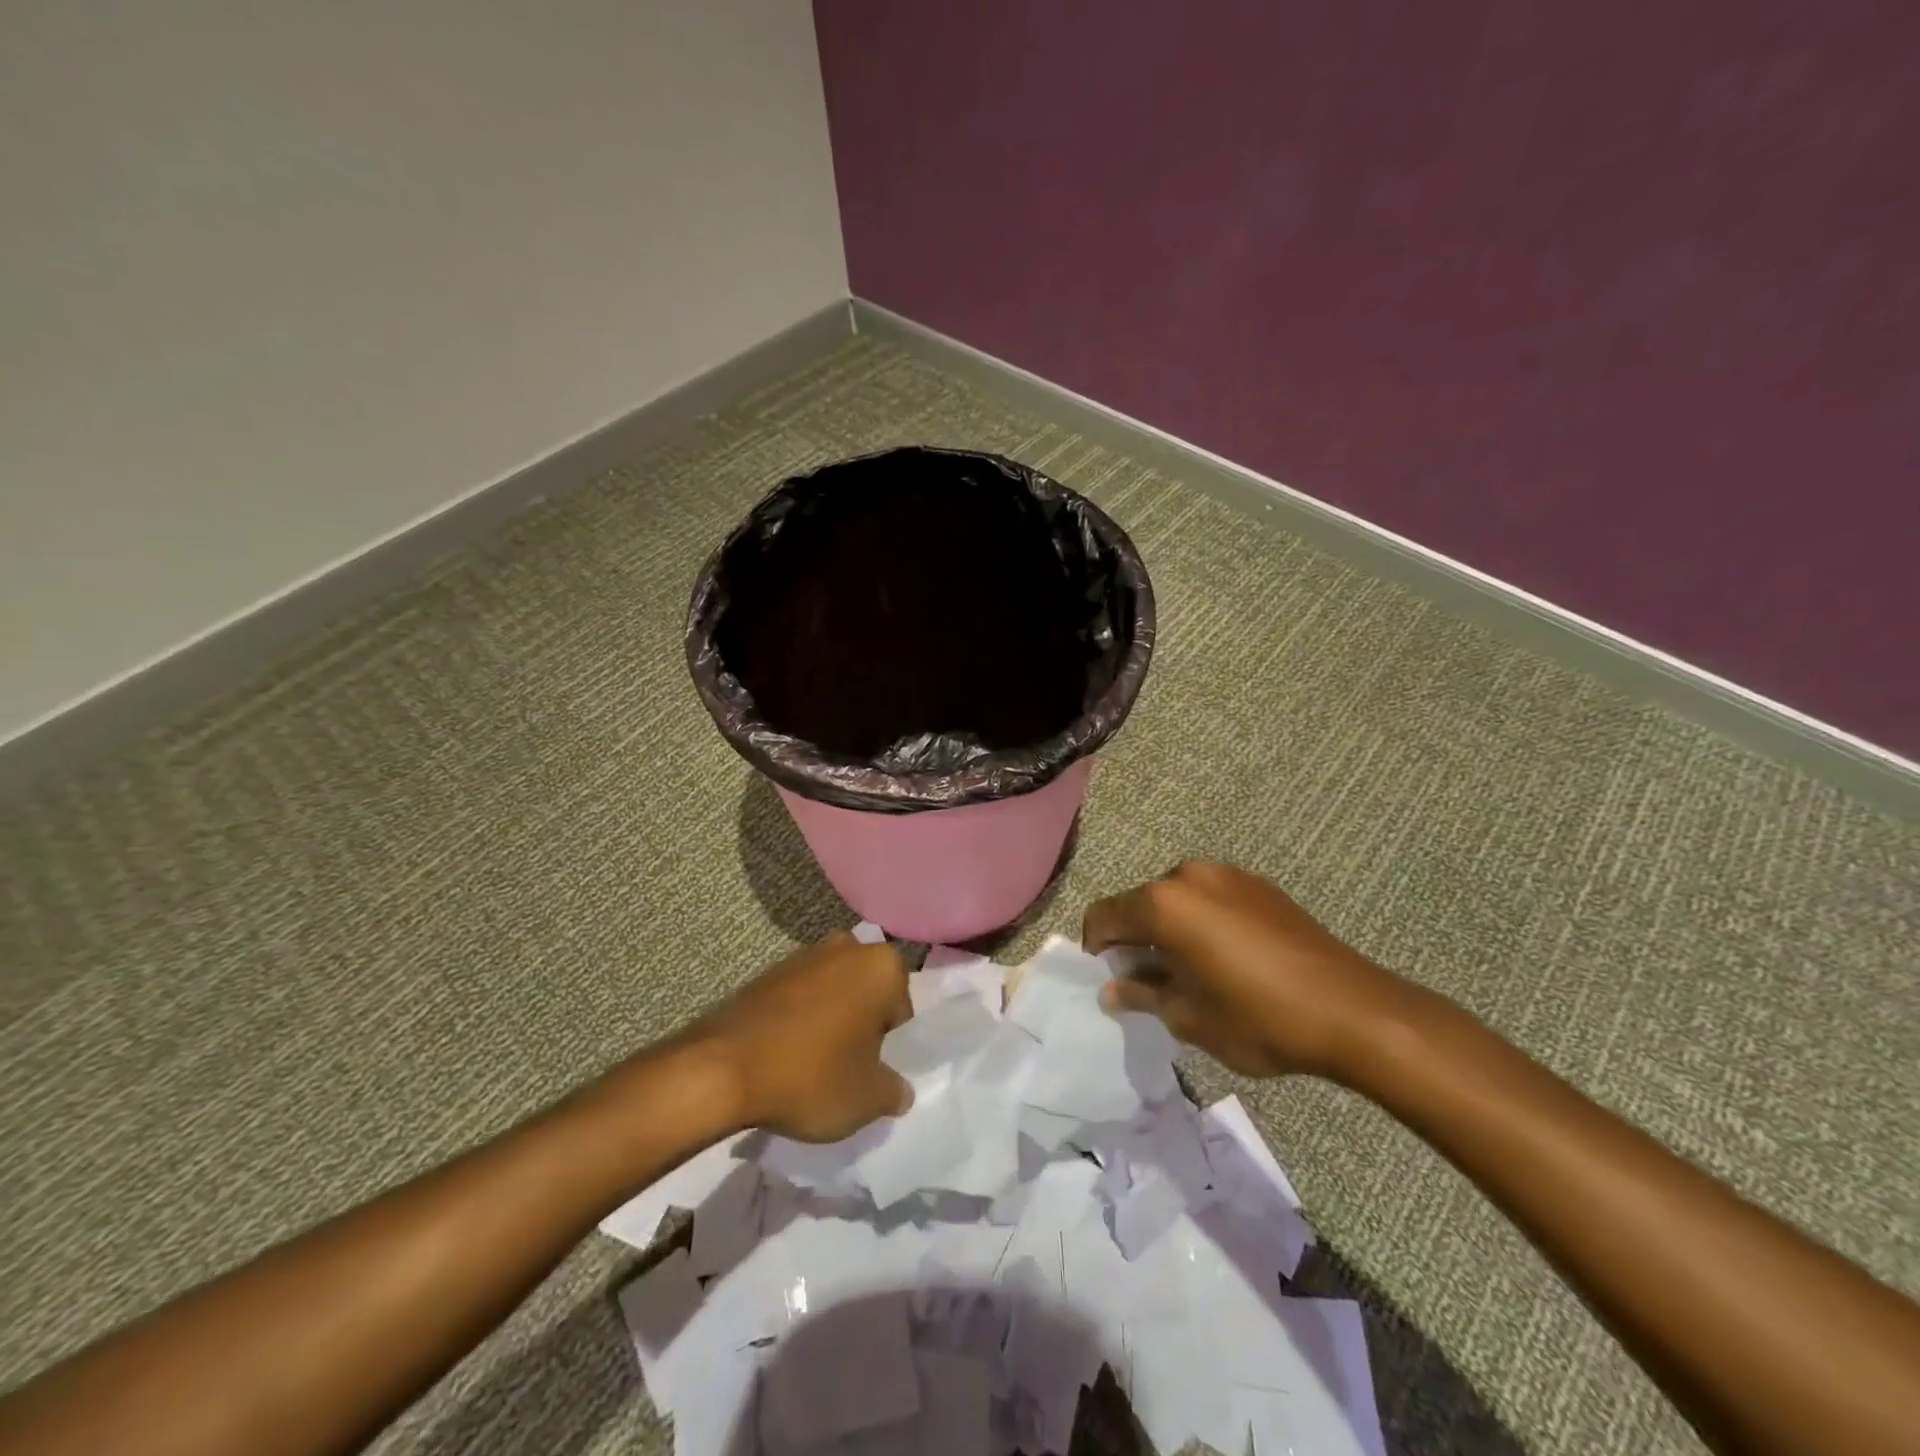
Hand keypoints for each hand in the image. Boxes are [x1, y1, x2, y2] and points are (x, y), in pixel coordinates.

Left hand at [683, 932, 914, 1141]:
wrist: (721, 1069)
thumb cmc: (810, 1076)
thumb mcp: (867, 1099)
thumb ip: (894, 1091)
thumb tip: (898, 1090)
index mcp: (882, 966)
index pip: (902, 1010)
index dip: (890, 1046)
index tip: (870, 1072)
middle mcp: (847, 948)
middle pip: (868, 994)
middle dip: (862, 1024)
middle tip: (847, 1067)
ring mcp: (804, 954)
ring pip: (834, 992)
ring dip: (830, 1020)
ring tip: (813, 1065)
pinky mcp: (768, 971)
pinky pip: (799, 997)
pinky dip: (799, 1020)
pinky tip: (785, 1055)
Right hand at [1083, 862, 1422, 1080]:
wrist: (1353, 1010)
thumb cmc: (1260, 1018)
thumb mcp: (1189, 1018)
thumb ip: (1142, 995)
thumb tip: (1113, 989)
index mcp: (1164, 903)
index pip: (1104, 915)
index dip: (1097, 948)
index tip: (1111, 979)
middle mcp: (1189, 876)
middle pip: (1140, 902)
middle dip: (1135, 939)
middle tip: (1150, 982)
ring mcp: (1228, 875)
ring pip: (1176, 899)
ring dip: (1169, 929)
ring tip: (1192, 972)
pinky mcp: (1258, 885)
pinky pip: (1210, 898)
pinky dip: (1201, 922)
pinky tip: (1227, 959)